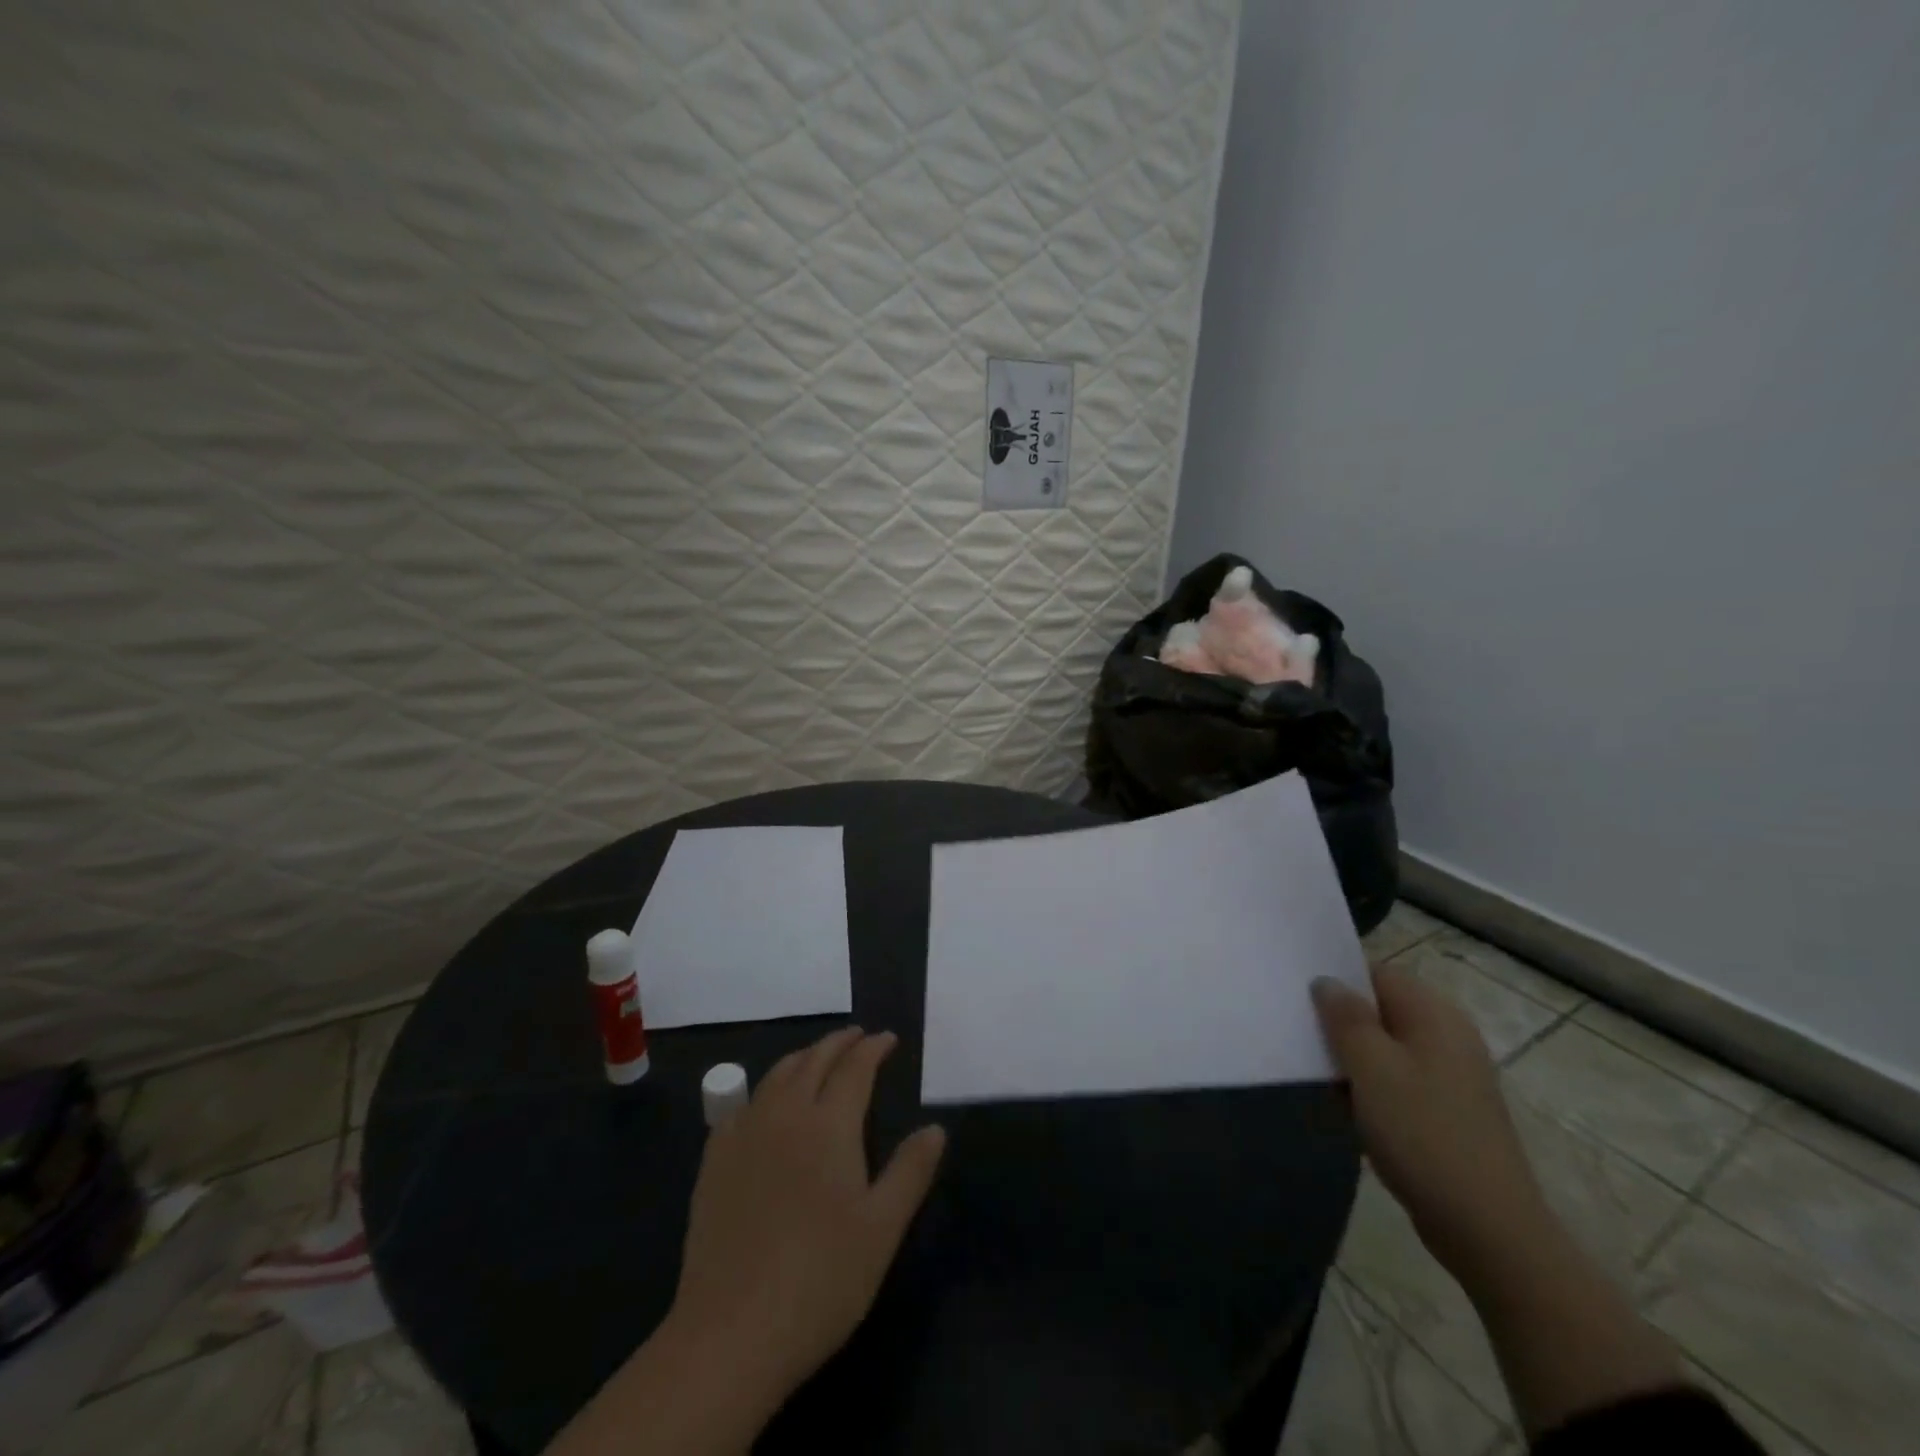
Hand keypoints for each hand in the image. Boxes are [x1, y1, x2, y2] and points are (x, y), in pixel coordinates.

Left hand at [667, 1028, 947, 1405]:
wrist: (731, 1333)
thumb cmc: (821, 1280)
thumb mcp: (882, 1229)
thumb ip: (910, 1171)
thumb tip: (935, 1128)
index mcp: (829, 1125)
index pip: (855, 1068)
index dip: (873, 1048)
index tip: (888, 1038)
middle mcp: (785, 1114)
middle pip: (813, 1060)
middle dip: (839, 1042)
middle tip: (858, 1036)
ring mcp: (744, 1135)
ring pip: (776, 1076)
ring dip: (803, 1058)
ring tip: (818, 1058)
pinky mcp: (714, 1162)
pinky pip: (742, 1106)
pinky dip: (764, 1091)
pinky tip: (765, 1107)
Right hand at [1312, 964, 1549, 1282]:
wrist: (1488, 1230)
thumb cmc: (1423, 1133)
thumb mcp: (1372, 1067)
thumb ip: (1345, 1017)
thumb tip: (1326, 982)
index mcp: (1435, 1015)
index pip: (1376, 973)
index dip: (1336, 980)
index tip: (1296, 996)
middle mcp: (1447, 1036)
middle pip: (1380, 1010)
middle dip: (1339, 1021)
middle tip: (1296, 1033)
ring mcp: (1450, 1076)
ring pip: (1385, 1048)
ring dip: (1350, 1058)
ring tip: (1313, 1072)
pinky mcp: (1446, 1111)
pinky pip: (1396, 1081)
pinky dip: (1369, 1088)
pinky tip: (1344, 1109)